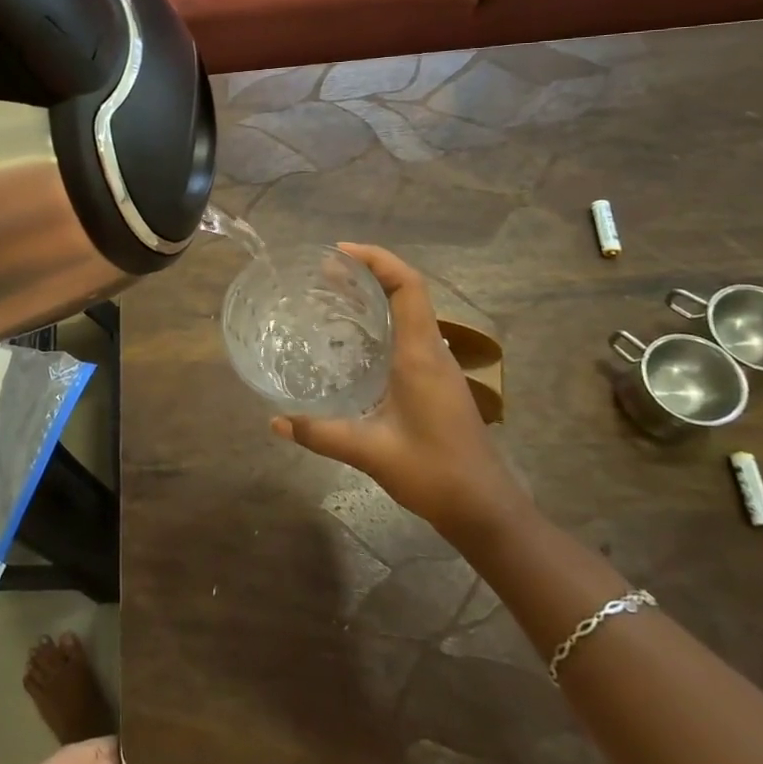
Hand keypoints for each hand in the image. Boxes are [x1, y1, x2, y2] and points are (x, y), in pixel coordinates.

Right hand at [271, 244, 531, 542]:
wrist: (487, 510)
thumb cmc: (435, 473)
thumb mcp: (371, 452)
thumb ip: (321, 434)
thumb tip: (275, 421)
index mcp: (421, 354)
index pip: (408, 286)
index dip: (377, 260)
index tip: (338, 253)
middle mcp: (432, 351)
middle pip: (407, 291)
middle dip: (368, 271)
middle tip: (324, 272)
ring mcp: (437, 366)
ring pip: (409, 311)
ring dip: (376, 294)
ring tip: (333, 294)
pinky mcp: (435, 381)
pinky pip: (409, 332)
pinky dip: (382, 319)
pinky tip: (353, 339)